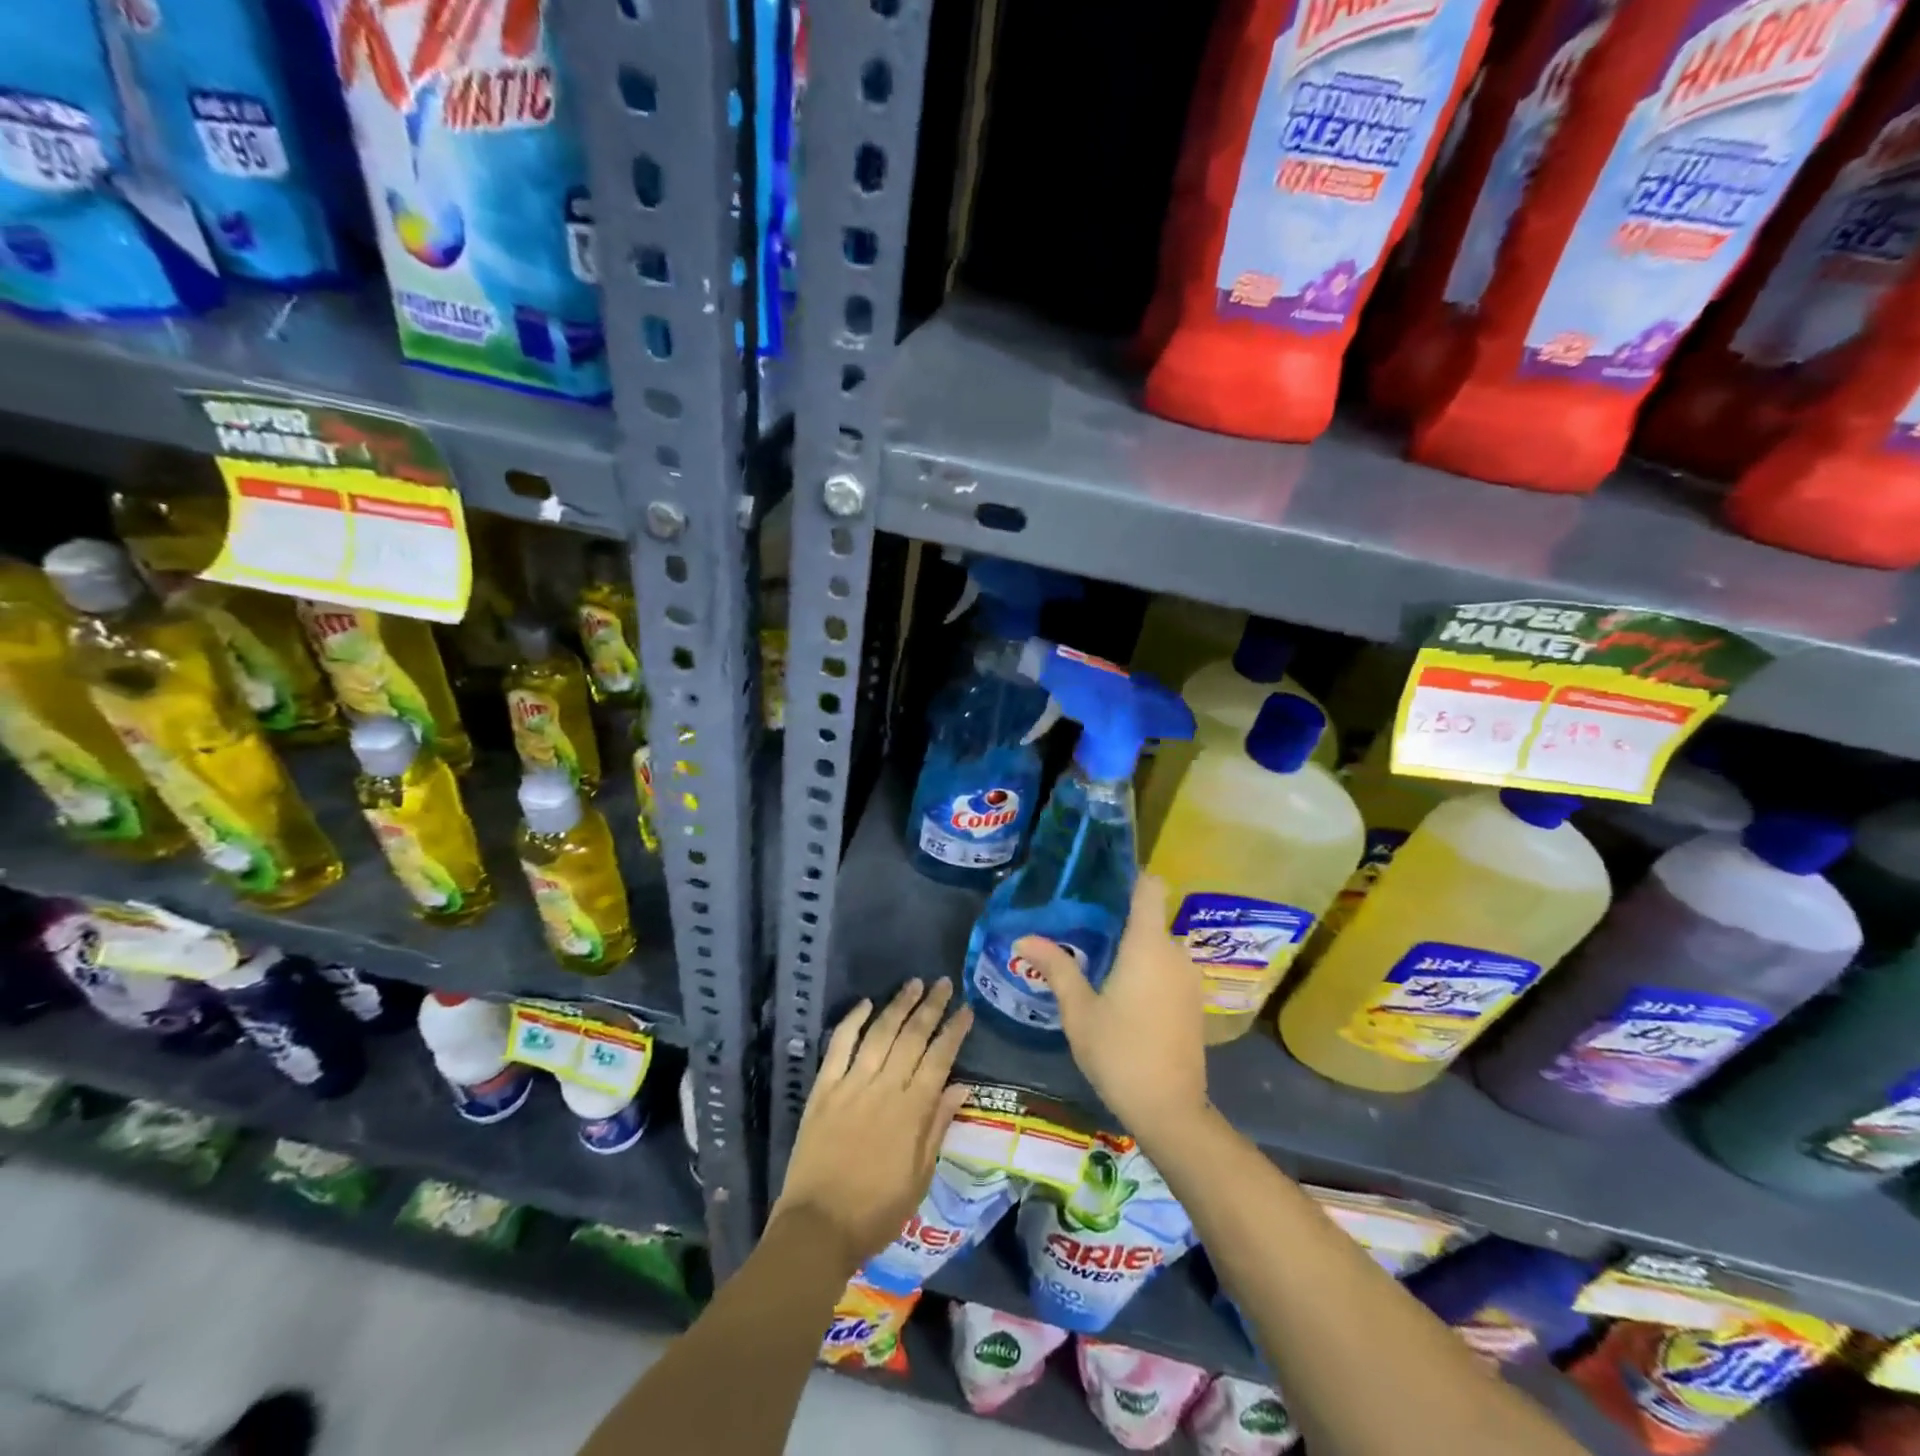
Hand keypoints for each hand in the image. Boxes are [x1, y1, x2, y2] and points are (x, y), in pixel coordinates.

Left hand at [772, 979, 973, 1276]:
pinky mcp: (823, 1089)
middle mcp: (884, 1088)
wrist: (816, 1228)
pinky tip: (865, 1004)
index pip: (939, 1059)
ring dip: (898, 1005)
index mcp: (912, 1111)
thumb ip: (937, 1128)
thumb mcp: (919, 1179)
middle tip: (943, 983)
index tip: (966, 1009)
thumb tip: (961, 1086)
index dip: (954, 1031)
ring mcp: (851, 1085)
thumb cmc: (875, 1212)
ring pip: (880, 1033)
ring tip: (914, 984)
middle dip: (931, 1007)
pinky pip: (839, 1045)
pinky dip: (852, 1021)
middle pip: (912, 1037)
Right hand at [1015, 875, 1207, 1141]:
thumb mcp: (1079, 1010)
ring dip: (1133, 949)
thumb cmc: (1119, 1052)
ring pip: (1158, 946)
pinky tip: (1121, 992)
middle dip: (1119, 921)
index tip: (1101, 881)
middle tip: (1081, 928)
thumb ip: (1056, 968)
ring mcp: (1189, 979)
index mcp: (1148, 944)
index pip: (1150, 887)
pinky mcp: (1193, 1002)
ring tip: (1096, 960)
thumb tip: (1023, 939)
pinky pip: (1168, 969)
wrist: (1170, 1109)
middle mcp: (1175, 953)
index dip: (1130, 877)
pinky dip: (1147, 970)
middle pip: (1149, 918)